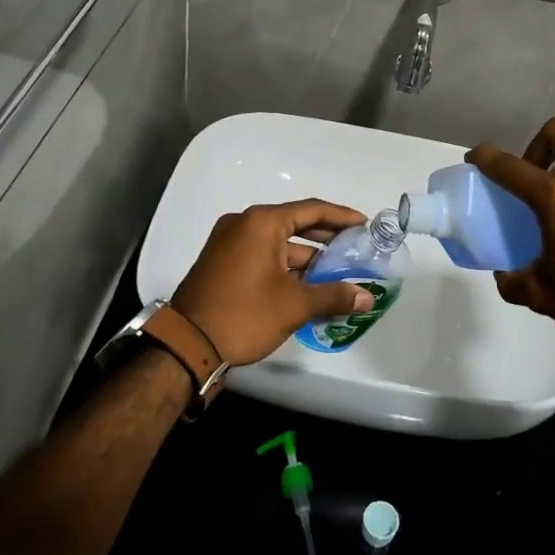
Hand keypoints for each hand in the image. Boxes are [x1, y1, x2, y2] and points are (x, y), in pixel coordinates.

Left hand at [171, 200, 374, 367]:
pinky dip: (285, 266)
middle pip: (294, 223)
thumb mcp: (294, 305)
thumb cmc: (244, 314)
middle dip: (325, 237)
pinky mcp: (222, 262)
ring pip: (278, 243)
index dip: (341, 217)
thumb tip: (367, 297)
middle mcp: (244, 224)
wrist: (187, 344)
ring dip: (306, 257)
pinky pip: (262, 255)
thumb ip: (334, 295)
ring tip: (337, 273)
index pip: (311, 210)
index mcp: (262, 223)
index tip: (364, 225)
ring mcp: (229, 242)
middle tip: (354, 248)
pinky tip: (307, 285)